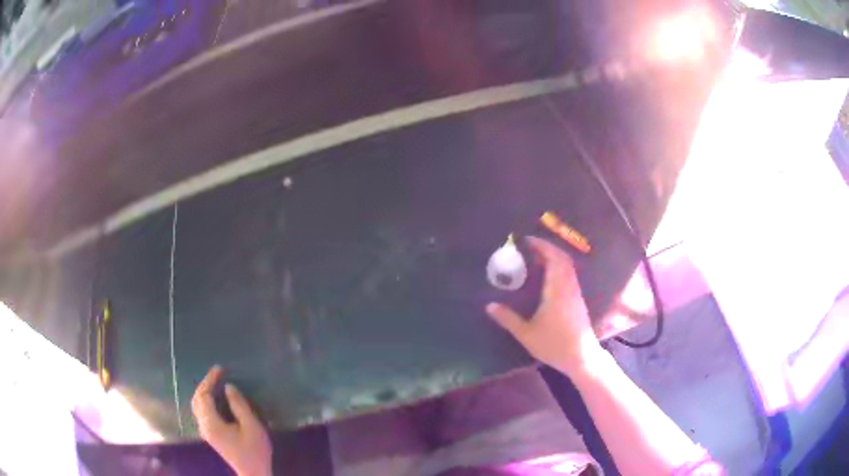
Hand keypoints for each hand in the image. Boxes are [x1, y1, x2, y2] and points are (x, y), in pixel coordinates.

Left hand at [192, 366, 272, 475]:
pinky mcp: (210, 435)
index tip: (220, 369)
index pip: (203, 395)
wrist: (253, 472)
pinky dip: (206, 400)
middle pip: (197, 399)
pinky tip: (216, 399)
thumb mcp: (252, 427)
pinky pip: (202, 411)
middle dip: (205, 384)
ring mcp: (205, 431)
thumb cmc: (254, 450)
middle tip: (218, 374)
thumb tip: (228, 387)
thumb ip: (239, 406)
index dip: (210, 380)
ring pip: (198, 405)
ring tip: (216, 383)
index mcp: (211, 423)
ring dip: (204, 392)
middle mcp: (204, 426)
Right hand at [486, 236, 603, 375]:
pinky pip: (570, 274)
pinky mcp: (578, 299)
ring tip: (536, 259)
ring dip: (554, 257)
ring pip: (568, 266)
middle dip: (547, 248)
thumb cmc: (553, 344)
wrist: (581, 357)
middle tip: (530, 247)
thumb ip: (508, 319)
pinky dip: (559, 267)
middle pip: (562, 258)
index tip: (527, 241)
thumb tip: (489, 306)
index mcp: (556, 290)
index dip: (541, 246)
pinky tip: (548, 277)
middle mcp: (568, 286)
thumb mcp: (526, 334)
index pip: (553, 258)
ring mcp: (575, 292)